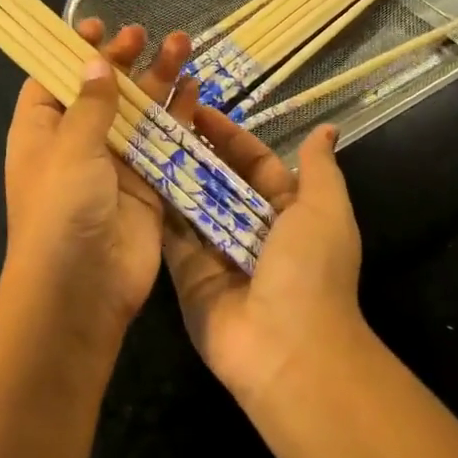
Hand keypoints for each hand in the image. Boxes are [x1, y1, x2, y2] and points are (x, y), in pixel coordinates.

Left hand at [1, 19, 190, 337]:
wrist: (82, 288)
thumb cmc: (61, 209)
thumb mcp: (70, 148)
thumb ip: (91, 104)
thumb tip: (95, 63)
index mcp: (40, 133)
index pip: (52, 82)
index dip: (71, 53)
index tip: (97, 26)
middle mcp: (76, 146)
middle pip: (101, 93)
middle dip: (123, 62)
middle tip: (145, 35)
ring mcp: (114, 167)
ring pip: (139, 114)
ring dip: (158, 82)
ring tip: (184, 44)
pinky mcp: (148, 187)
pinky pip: (165, 145)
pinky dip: (179, 119)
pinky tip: (196, 89)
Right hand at [161, 112, 368, 404]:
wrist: (286, 348)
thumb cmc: (310, 271)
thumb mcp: (325, 210)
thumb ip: (318, 169)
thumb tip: (325, 130)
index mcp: (288, 212)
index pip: (256, 164)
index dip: (231, 137)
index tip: (200, 109)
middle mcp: (251, 230)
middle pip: (219, 182)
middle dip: (196, 153)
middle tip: (159, 121)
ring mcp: (217, 253)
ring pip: (191, 206)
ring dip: (171, 176)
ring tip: (139, 141)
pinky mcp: (188, 275)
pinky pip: (171, 238)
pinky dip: (155, 213)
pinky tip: (132, 181)